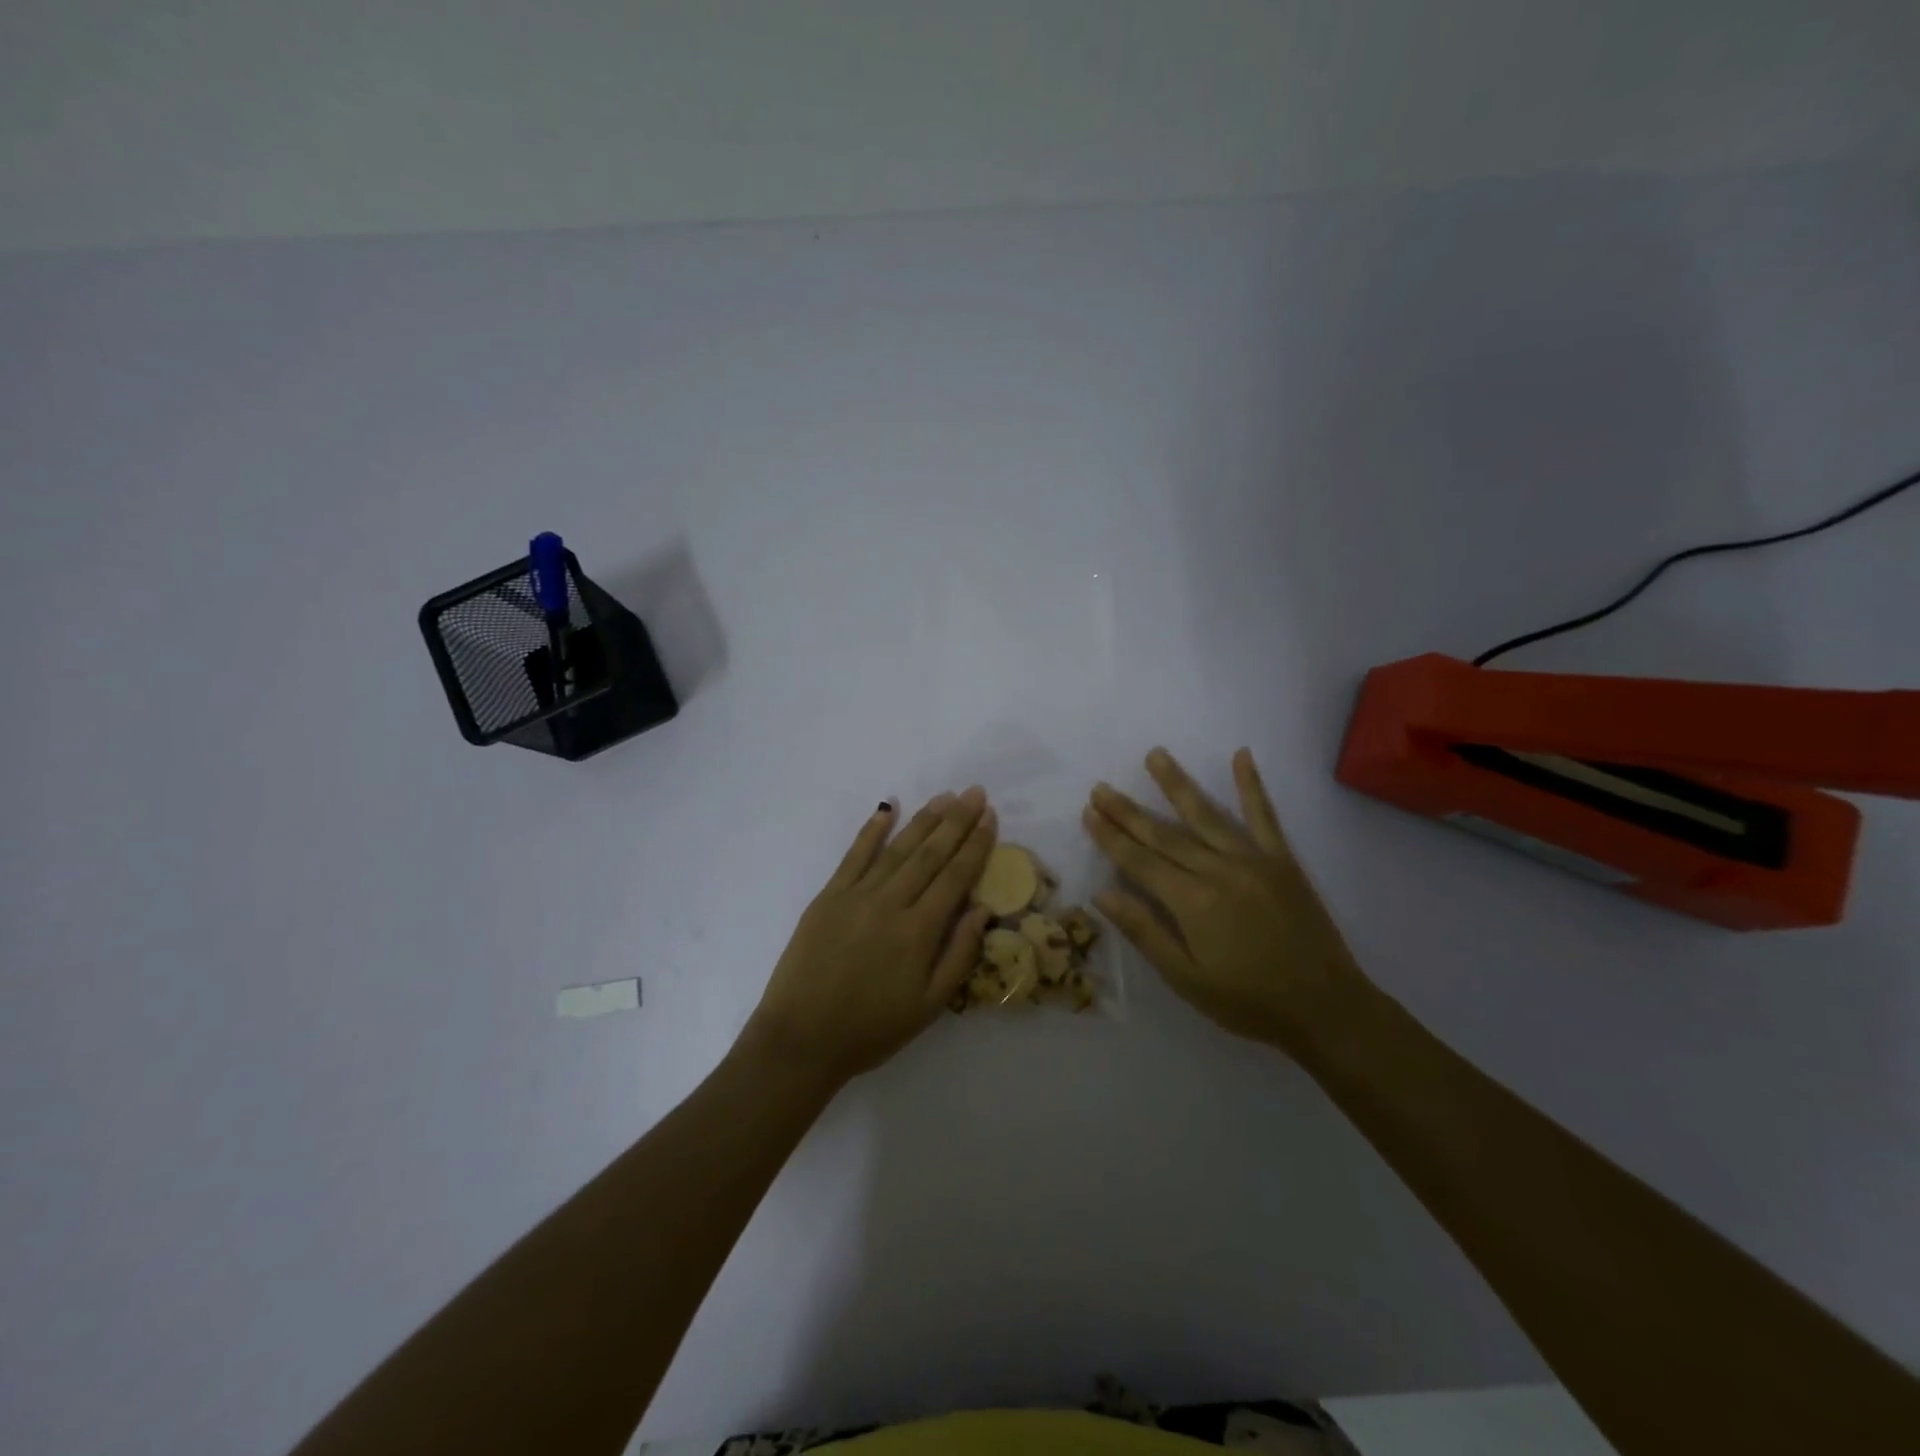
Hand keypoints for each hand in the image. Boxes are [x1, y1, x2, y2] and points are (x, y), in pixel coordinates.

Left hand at [742, 788, 996, 1087]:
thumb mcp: (929, 1006)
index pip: (955, 876)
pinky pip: (854, 855)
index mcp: (919, 931)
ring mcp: (856, 895)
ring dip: (923, 820)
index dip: (975, 845)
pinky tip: (887, 809)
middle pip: (930, 854)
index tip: (990, 817)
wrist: (801, 1039)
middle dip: (956, 821)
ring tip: (944, 797)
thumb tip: (982, 909)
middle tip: (975, 793)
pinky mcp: (828, 896)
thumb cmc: (871, 1030)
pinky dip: (872, 830)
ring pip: (897, 848)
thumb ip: (959, 954)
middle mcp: (890, 903)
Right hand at [1083, 748, 1369, 1056]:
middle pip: (1165, 834)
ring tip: (1155, 755)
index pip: (1140, 861)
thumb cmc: (1249, 1002)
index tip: (1089, 811)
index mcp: (1193, 902)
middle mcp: (1219, 870)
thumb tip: (1101, 894)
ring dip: (1177, 784)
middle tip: (1101, 787)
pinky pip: (1264, 816)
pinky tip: (1241, 756)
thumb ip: (1145, 932)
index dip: (1111, 837)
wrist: (1327, 1008)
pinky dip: (1252, 785)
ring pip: (1206, 815)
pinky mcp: (1282, 861)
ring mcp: (1253, 860)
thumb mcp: (1187, 979)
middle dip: (1129, 810)